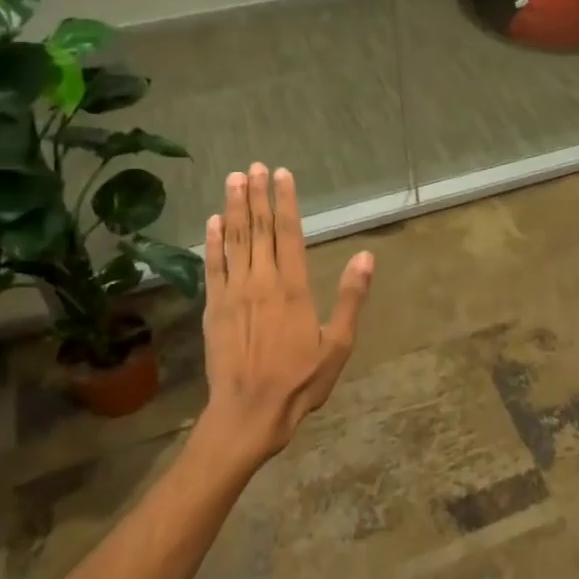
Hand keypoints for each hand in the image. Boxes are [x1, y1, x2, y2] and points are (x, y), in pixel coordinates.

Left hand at [194, 163, 373, 471]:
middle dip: (256, 195)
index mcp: (294, 287)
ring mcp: (233, 293)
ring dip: (233, 208)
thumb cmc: (301, 380)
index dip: (285, 201)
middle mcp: (261, 281)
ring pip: (233, 241)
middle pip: (257, 229)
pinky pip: (212, 266)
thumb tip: (367, 256)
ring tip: (234, 179)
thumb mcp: (338, 344)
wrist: (249, 412)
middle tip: (254, 166)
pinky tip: (212, 222)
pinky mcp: (213, 308)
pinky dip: (212, 242)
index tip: (282, 174)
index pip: (288, 233)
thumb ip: (351, 297)